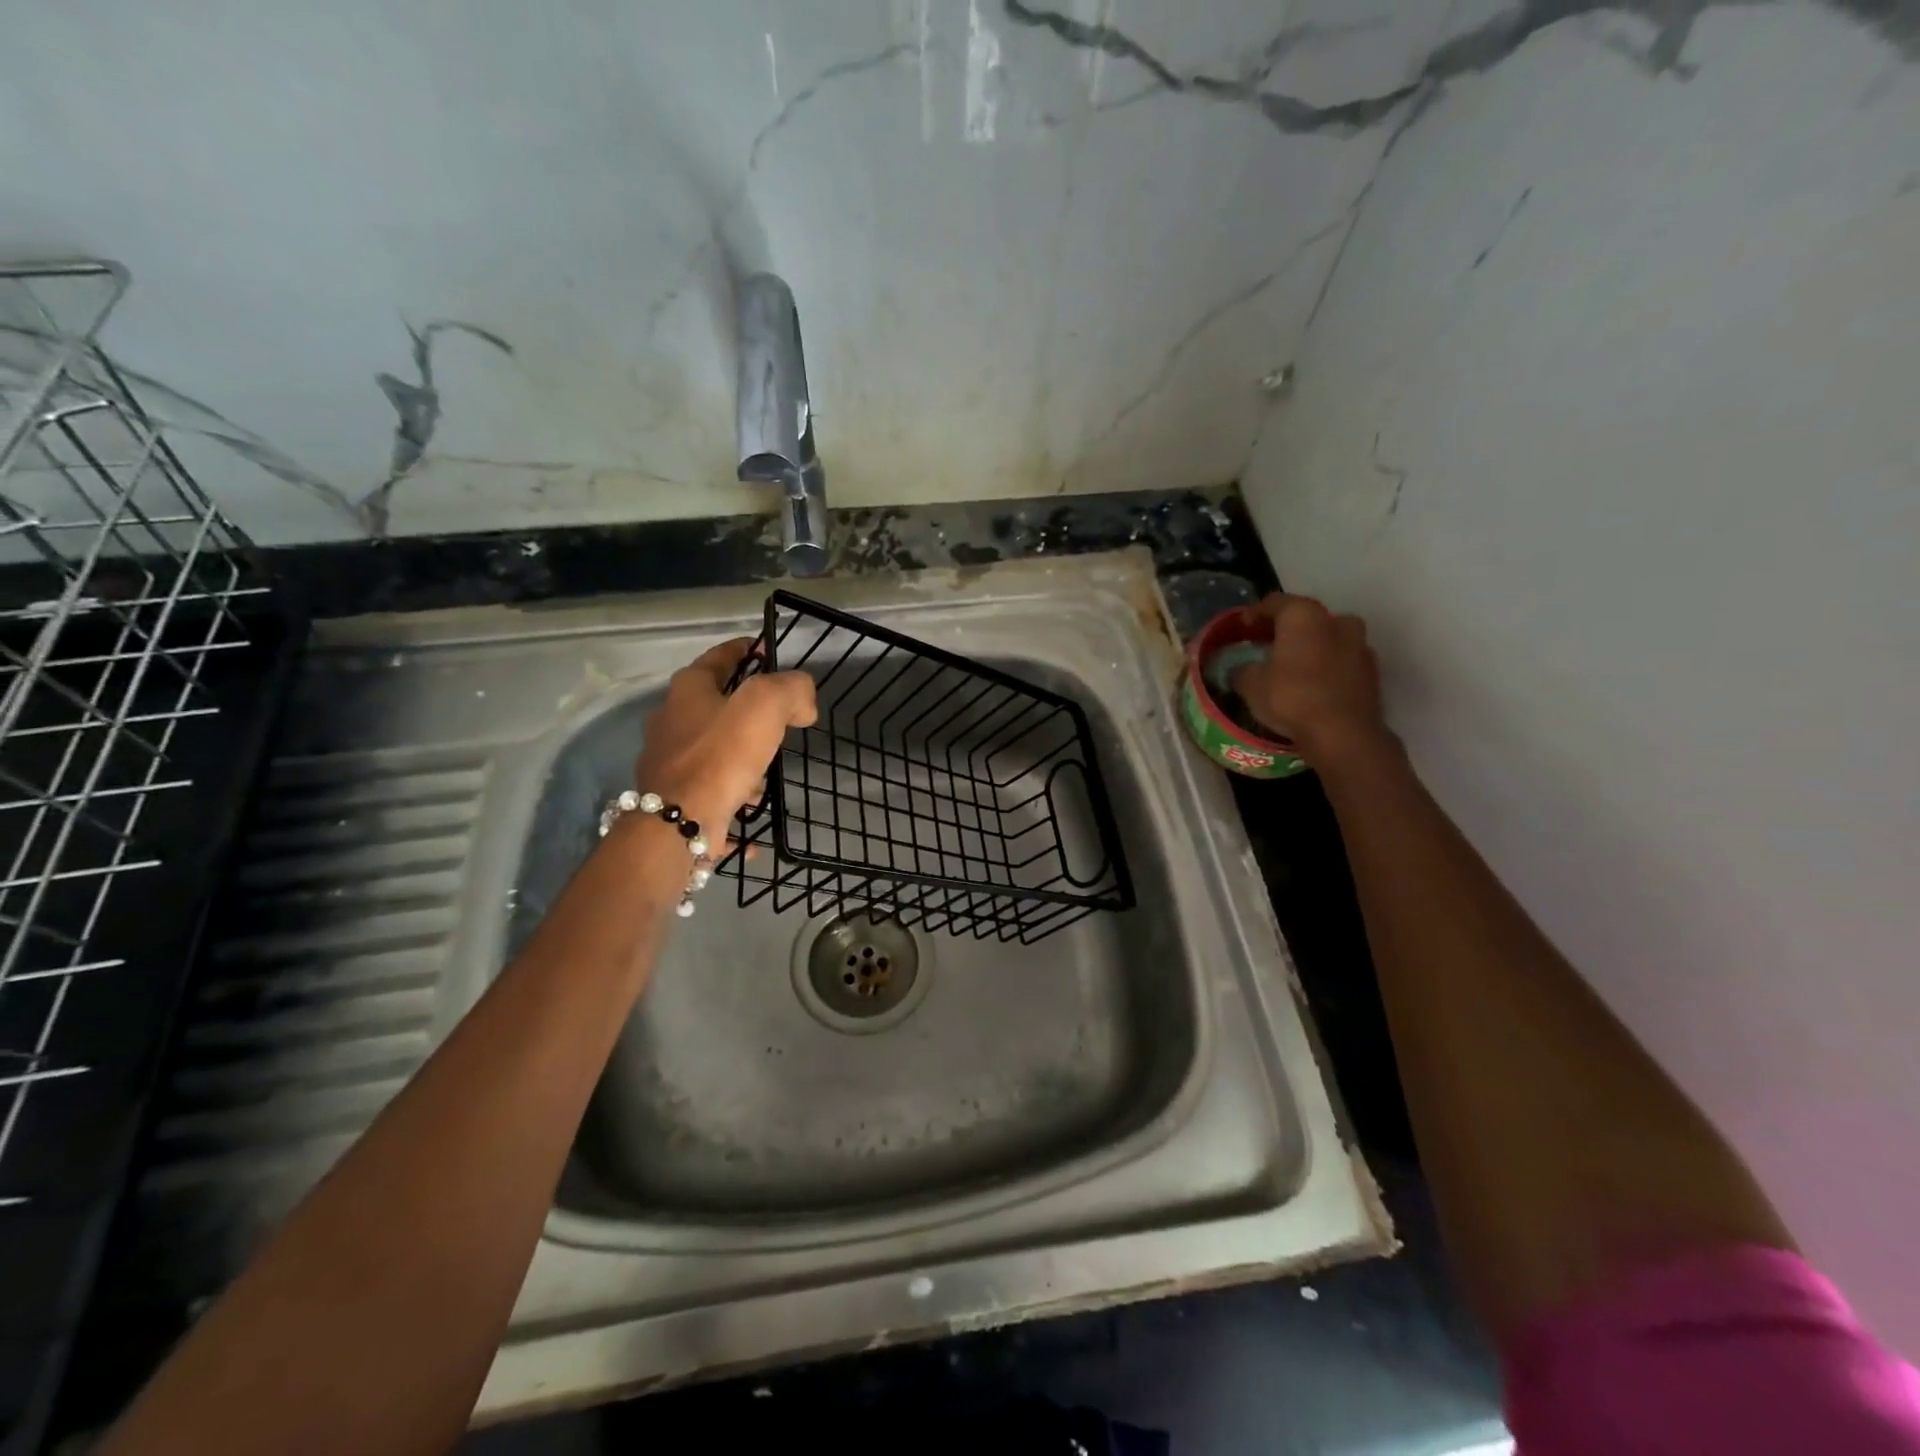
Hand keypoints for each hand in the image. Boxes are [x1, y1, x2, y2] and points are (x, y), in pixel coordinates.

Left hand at [634, 638, 817, 834]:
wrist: (679, 823)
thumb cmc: (721, 754)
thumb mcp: (766, 705)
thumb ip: (792, 690)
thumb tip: (803, 704)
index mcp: (688, 689)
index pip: (721, 656)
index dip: (748, 649)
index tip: (769, 651)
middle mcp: (671, 720)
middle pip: (716, 704)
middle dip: (747, 710)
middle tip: (780, 719)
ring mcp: (669, 762)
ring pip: (714, 749)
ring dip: (740, 757)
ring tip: (767, 773)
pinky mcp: (674, 798)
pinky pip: (713, 790)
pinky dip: (733, 796)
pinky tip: (752, 807)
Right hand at [1230, 594, 1388, 762]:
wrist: (1343, 733)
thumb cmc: (1291, 698)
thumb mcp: (1250, 685)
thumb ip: (1242, 670)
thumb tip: (1240, 670)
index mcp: (1303, 615)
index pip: (1274, 603)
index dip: (1254, 614)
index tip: (1241, 629)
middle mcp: (1336, 620)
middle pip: (1304, 618)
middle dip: (1285, 630)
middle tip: (1266, 646)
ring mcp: (1360, 644)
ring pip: (1327, 637)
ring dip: (1310, 647)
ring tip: (1291, 667)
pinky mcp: (1372, 670)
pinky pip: (1342, 659)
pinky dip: (1326, 665)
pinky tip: (1312, 684)